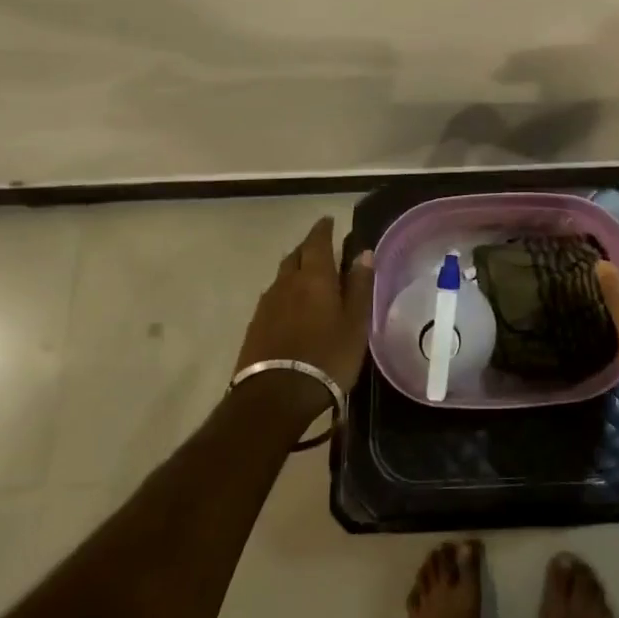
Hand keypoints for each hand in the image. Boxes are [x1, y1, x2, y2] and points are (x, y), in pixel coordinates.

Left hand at [236, 216, 373, 389]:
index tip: (329, 221)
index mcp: (314, 277)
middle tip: (322, 249)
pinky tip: (292, 307)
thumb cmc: (327, 356)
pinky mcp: (255, 325)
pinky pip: (273, 297)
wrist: (275, 396)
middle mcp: (287, 282)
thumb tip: (363, 252)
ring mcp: (267, 304)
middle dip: (309, 248)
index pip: (317, 241)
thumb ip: (359, 286)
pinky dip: (285, 293)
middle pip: (296, 255)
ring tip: (309, 278)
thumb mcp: (355, 323)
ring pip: (282, 276)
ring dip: (296, 270)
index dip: (323, 229)